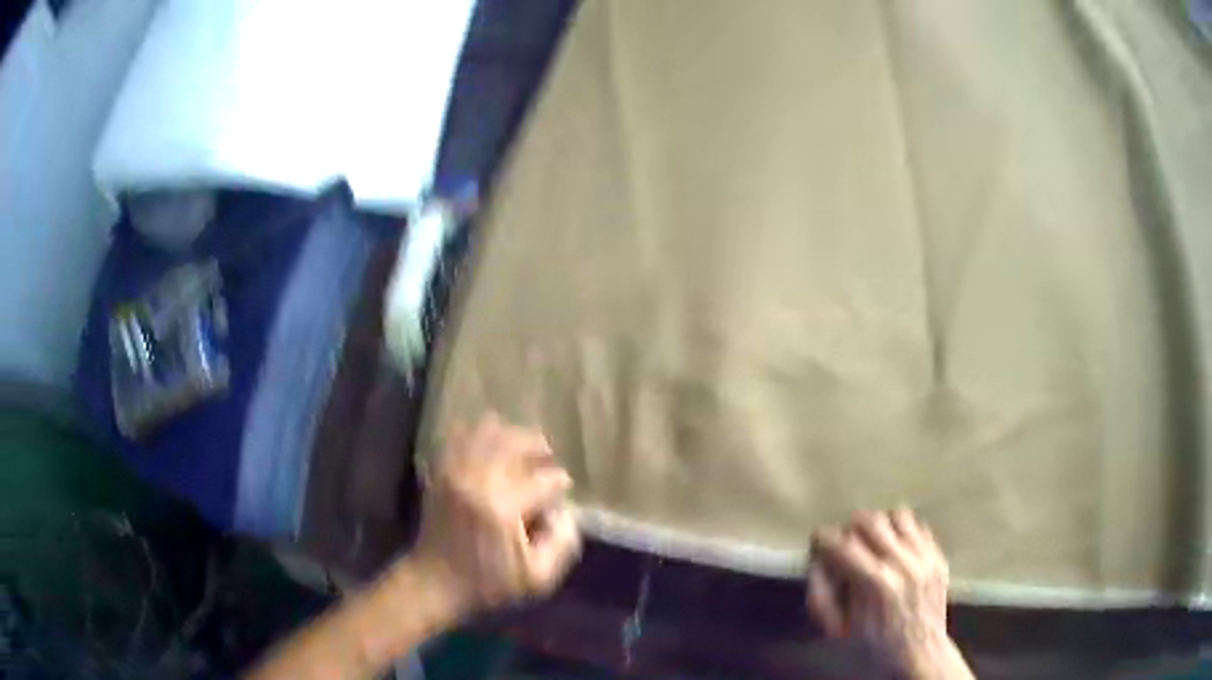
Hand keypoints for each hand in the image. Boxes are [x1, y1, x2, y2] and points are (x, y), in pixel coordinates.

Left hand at [409, 413, 581, 616]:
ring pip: (489, 431)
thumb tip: (564, 510)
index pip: (545, 479)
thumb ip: (563, 543)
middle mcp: (477, 480)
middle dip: (539, 447)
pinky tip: (492, 446)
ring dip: (512, 436)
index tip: (563, 491)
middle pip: (517, 441)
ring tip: (523, 451)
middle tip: (548, 461)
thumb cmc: (488, 584)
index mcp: (503, 508)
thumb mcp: (538, 578)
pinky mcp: (441, 471)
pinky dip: (480, 434)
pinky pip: (461, 435)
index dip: (560, 483)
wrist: (434, 581)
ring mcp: (455, 471)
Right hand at [806, 509, 973, 679]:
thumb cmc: (876, 645)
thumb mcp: (844, 625)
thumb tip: (819, 561)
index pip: (842, 544)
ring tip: (874, 541)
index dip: (823, 540)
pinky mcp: (938, 556)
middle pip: (870, 520)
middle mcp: (902, 562)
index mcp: (875, 582)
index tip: (817, 543)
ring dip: (880, 524)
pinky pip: (919, 526)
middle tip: (845, 543)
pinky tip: (897, 548)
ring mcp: (924, 556)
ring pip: (897, 515)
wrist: (921, 652)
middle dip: (851, 528)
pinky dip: (904, 531)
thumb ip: (828, 591)